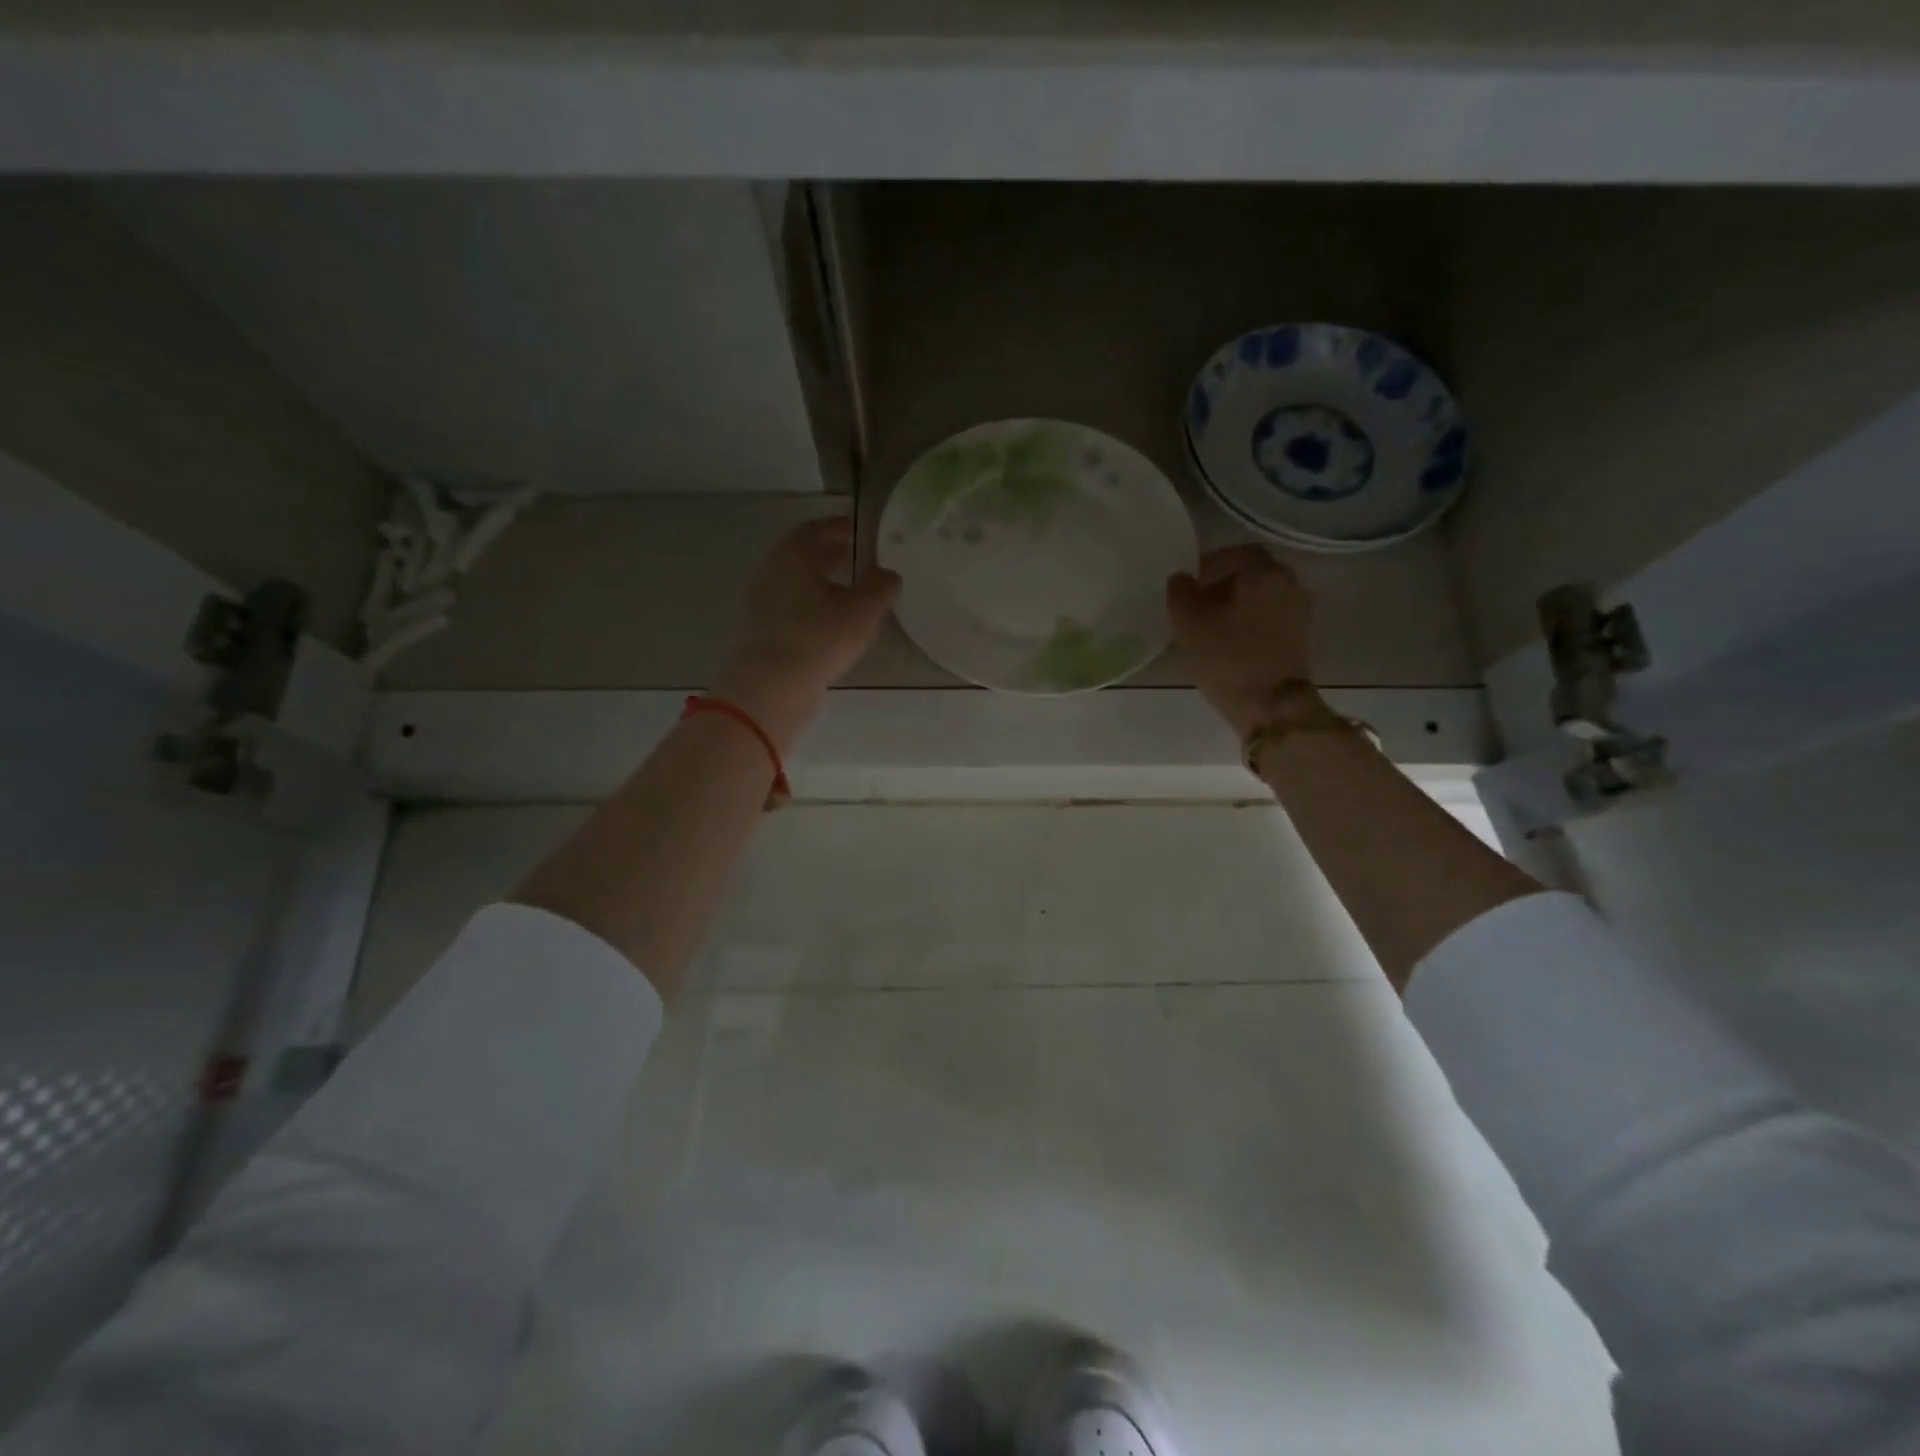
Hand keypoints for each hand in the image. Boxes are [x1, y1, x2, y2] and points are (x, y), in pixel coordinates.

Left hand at [714, 516, 900, 748]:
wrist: (775, 685)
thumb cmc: (821, 636)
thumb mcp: (864, 608)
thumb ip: (880, 585)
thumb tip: (888, 574)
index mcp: (795, 553)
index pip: (820, 528)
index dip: (844, 528)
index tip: (866, 533)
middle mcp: (775, 570)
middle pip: (808, 555)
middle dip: (836, 555)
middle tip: (865, 560)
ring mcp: (765, 602)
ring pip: (802, 583)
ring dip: (826, 583)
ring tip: (856, 592)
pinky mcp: (766, 630)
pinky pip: (797, 608)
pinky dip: (817, 606)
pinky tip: (837, 621)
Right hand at [1168, 545, 1314, 738]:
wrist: (1271, 706)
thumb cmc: (1227, 658)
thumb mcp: (1188, 623)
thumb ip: (1180, 592)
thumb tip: (1182, 578)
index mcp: (1265, 572)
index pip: (1237, 552)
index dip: (1210, 562)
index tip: (1189, 581)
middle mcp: (1289, 585)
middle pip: (1252, 573)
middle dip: (1223, 584)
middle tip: (1196, 604)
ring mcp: (1299, 613)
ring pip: (1262, 597)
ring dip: (1237, 605)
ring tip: (1210, 626)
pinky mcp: (1299, 639)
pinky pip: (1270, 618)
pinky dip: (1249, 622)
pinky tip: (1229, 642)